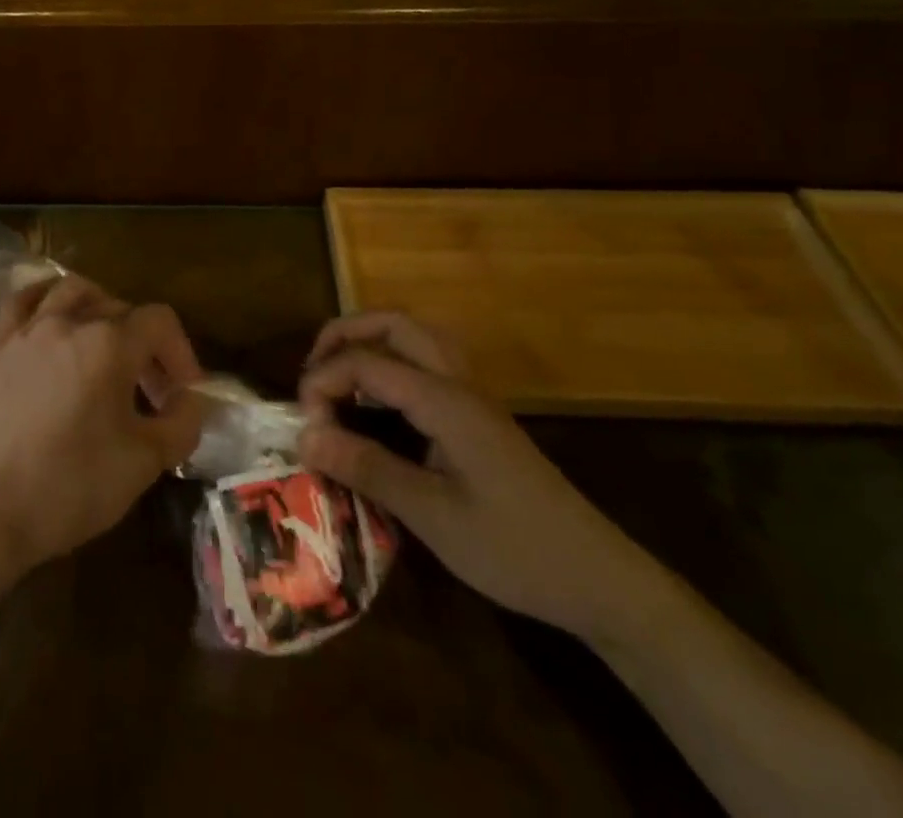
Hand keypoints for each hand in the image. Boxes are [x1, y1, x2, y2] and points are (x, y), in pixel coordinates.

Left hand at [0, 275, 204, 576]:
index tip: (183, 392)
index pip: (159, 321)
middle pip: (119, 306)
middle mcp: (67, 322)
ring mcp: (25, 331)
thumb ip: (181, 424)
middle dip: (143, 342)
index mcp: (109, 344)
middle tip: (148, 387)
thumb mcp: (143, 464)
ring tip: (104, 342)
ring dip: (97, 308)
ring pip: (70, 291)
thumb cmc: (69, 487)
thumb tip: (189, 401)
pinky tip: (50, 321)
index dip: (180, 352)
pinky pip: (21, 302)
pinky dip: (44, 300)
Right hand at [297, 311, 665, 642]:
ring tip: (338, 375)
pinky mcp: (479, 414)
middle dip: (343, 334)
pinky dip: (392, 360)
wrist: (599, 579)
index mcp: (444, 400)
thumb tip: (303, 437)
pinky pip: (428, 360)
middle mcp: (457, 382)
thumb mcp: (433, 517)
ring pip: (415, 335)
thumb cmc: (515, 549)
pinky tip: (380, 399)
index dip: (323, 383)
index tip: (304, 427)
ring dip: (370, 340)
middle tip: (311, 371)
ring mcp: (472, 395)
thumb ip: (367, 468)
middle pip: (394, 324)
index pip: (366, 362)